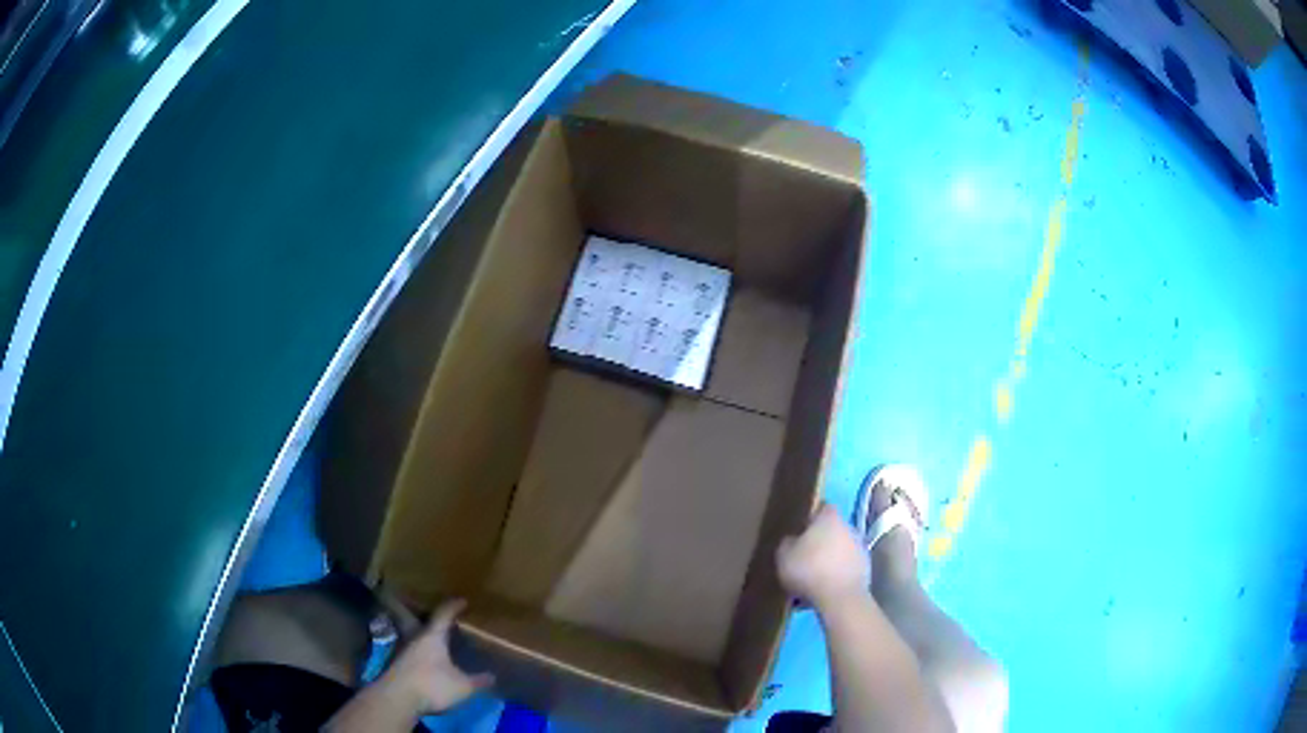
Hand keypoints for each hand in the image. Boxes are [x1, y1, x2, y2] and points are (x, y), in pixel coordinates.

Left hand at [377, 599, 494, 713]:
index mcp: (432, 636)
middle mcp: (414, 637)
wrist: (396, 699)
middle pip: (415, 617)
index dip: (453, 607)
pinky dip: (414, 649)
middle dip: (422, 611)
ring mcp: (400, 650)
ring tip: (429, 636)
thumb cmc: (432, 686)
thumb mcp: (462, 687)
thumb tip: (492, 676)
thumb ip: (477, 681)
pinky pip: (406, 649)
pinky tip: (421, 659)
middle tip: (432, 612)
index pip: (443, 615)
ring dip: (417, 631)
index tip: (462, 601)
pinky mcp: (393, 664)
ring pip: (409, 633)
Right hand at [776, 504, 868, 608]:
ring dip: (829, 558)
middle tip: (804, 555)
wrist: (840, 597)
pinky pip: (846, 566)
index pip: (822, 507)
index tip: (800, 528)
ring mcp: (860, 548)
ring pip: (840, 549)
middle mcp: (848, 527)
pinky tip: (824, 588)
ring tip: (813, 576)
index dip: (811, 517)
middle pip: (833, 529)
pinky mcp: (865, 568)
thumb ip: (787, 543)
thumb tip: (793, 540)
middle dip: (820, 540)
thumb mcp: (784, 556)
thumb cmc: (809, 570)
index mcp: (829, 518)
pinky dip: (837, 573)